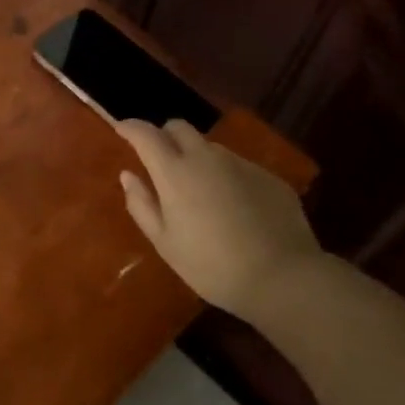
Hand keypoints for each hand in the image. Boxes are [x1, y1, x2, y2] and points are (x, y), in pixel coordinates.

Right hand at [116, 119, 321, 317]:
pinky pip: (238, 166)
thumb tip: (128, 175)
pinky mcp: (268, 176)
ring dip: (196, 157)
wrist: (283, 277)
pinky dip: (226, 176)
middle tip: (160, 160)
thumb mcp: (165, 242)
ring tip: (199, 189)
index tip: (121, 128)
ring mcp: (241, 164)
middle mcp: (206, 157)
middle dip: (164, 136)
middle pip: (179, 127)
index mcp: (175, 172)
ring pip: (210, 147)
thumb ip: (141, 204)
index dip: (130, 126)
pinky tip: (233, 207)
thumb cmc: (212, 265)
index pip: (145, 134)